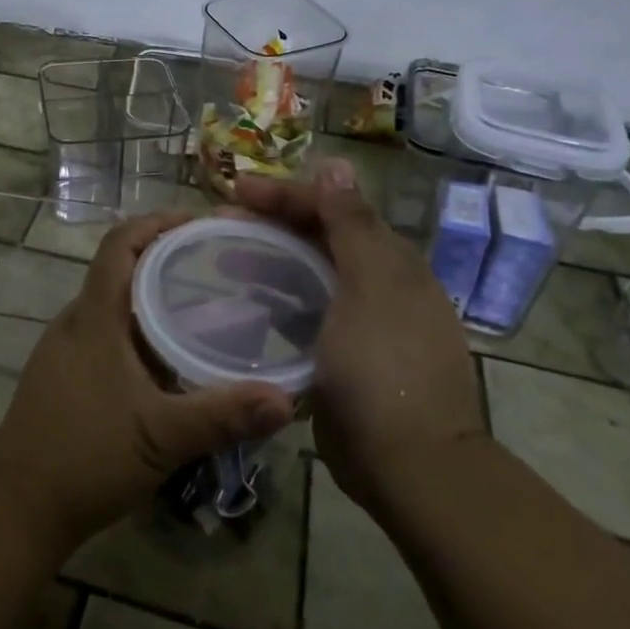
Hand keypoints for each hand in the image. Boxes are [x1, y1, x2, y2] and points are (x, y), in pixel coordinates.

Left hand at [0, 211, 295, 556]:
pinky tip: (168, 361)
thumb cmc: (85, 457)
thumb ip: (223, 415)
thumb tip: (287, 398)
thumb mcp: (161, 436)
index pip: (120, 244)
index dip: (156, 223)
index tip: (198, 222)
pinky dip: (137, 331)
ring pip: (112, 306)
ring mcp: (64, 351)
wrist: (17, 507)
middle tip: (215, 266)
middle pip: (118, 270)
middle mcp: (75, 323)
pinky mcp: (63, 377)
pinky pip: (105, 335)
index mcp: (94, 318)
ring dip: (150, 298)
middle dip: (163, 259)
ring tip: (202, 308)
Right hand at [233, 161, 485, 514]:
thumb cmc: (385, 365)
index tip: (235, 191)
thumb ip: (351, 224)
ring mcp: (360, 320)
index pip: (332, 207)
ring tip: (224, 255)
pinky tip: (246, 301)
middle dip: (270, 220)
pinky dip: (275, 297)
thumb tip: (336, 164)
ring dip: (268, 256)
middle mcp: (378, 282)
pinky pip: (304, 309)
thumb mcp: (370, 286)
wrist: (409, 464)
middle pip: (318, 235)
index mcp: (389, 259)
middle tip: (220, 220)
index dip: (284, 193)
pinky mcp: (342, 353)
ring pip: (308, 271)